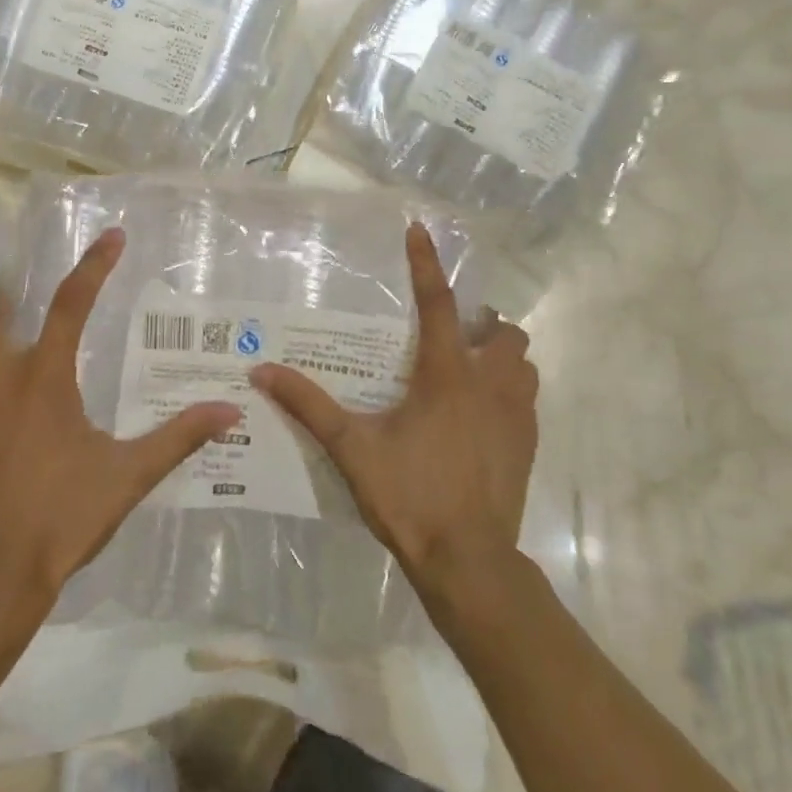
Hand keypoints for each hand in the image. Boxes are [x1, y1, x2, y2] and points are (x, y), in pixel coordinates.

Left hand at [0, 228, 240, 644]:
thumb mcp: (129, 475)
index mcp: (44, 380)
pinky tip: (11, 440)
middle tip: (26, 310)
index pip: (71, 304)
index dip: (94, 265)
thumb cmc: (62, 518)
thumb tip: (230, 412)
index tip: (111, 236)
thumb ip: (179, 438)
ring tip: (30, 389)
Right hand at [250, 223, 538, 596]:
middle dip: (482, 325)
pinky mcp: (528, 443)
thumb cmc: (410, 496)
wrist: (469, 561)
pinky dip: (509, 392)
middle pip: (503, 331)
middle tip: (450, 339)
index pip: (438, 303)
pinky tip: (480, 417)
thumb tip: (262, 371)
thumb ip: (309, 406)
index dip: (427, 264)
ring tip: (468, 373)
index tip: (420, 230)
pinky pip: (527, 398)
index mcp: (447, 375)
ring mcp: (517, 415)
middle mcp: (490, 384)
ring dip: (500, 358)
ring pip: (523, 364)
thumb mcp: (352, 448)